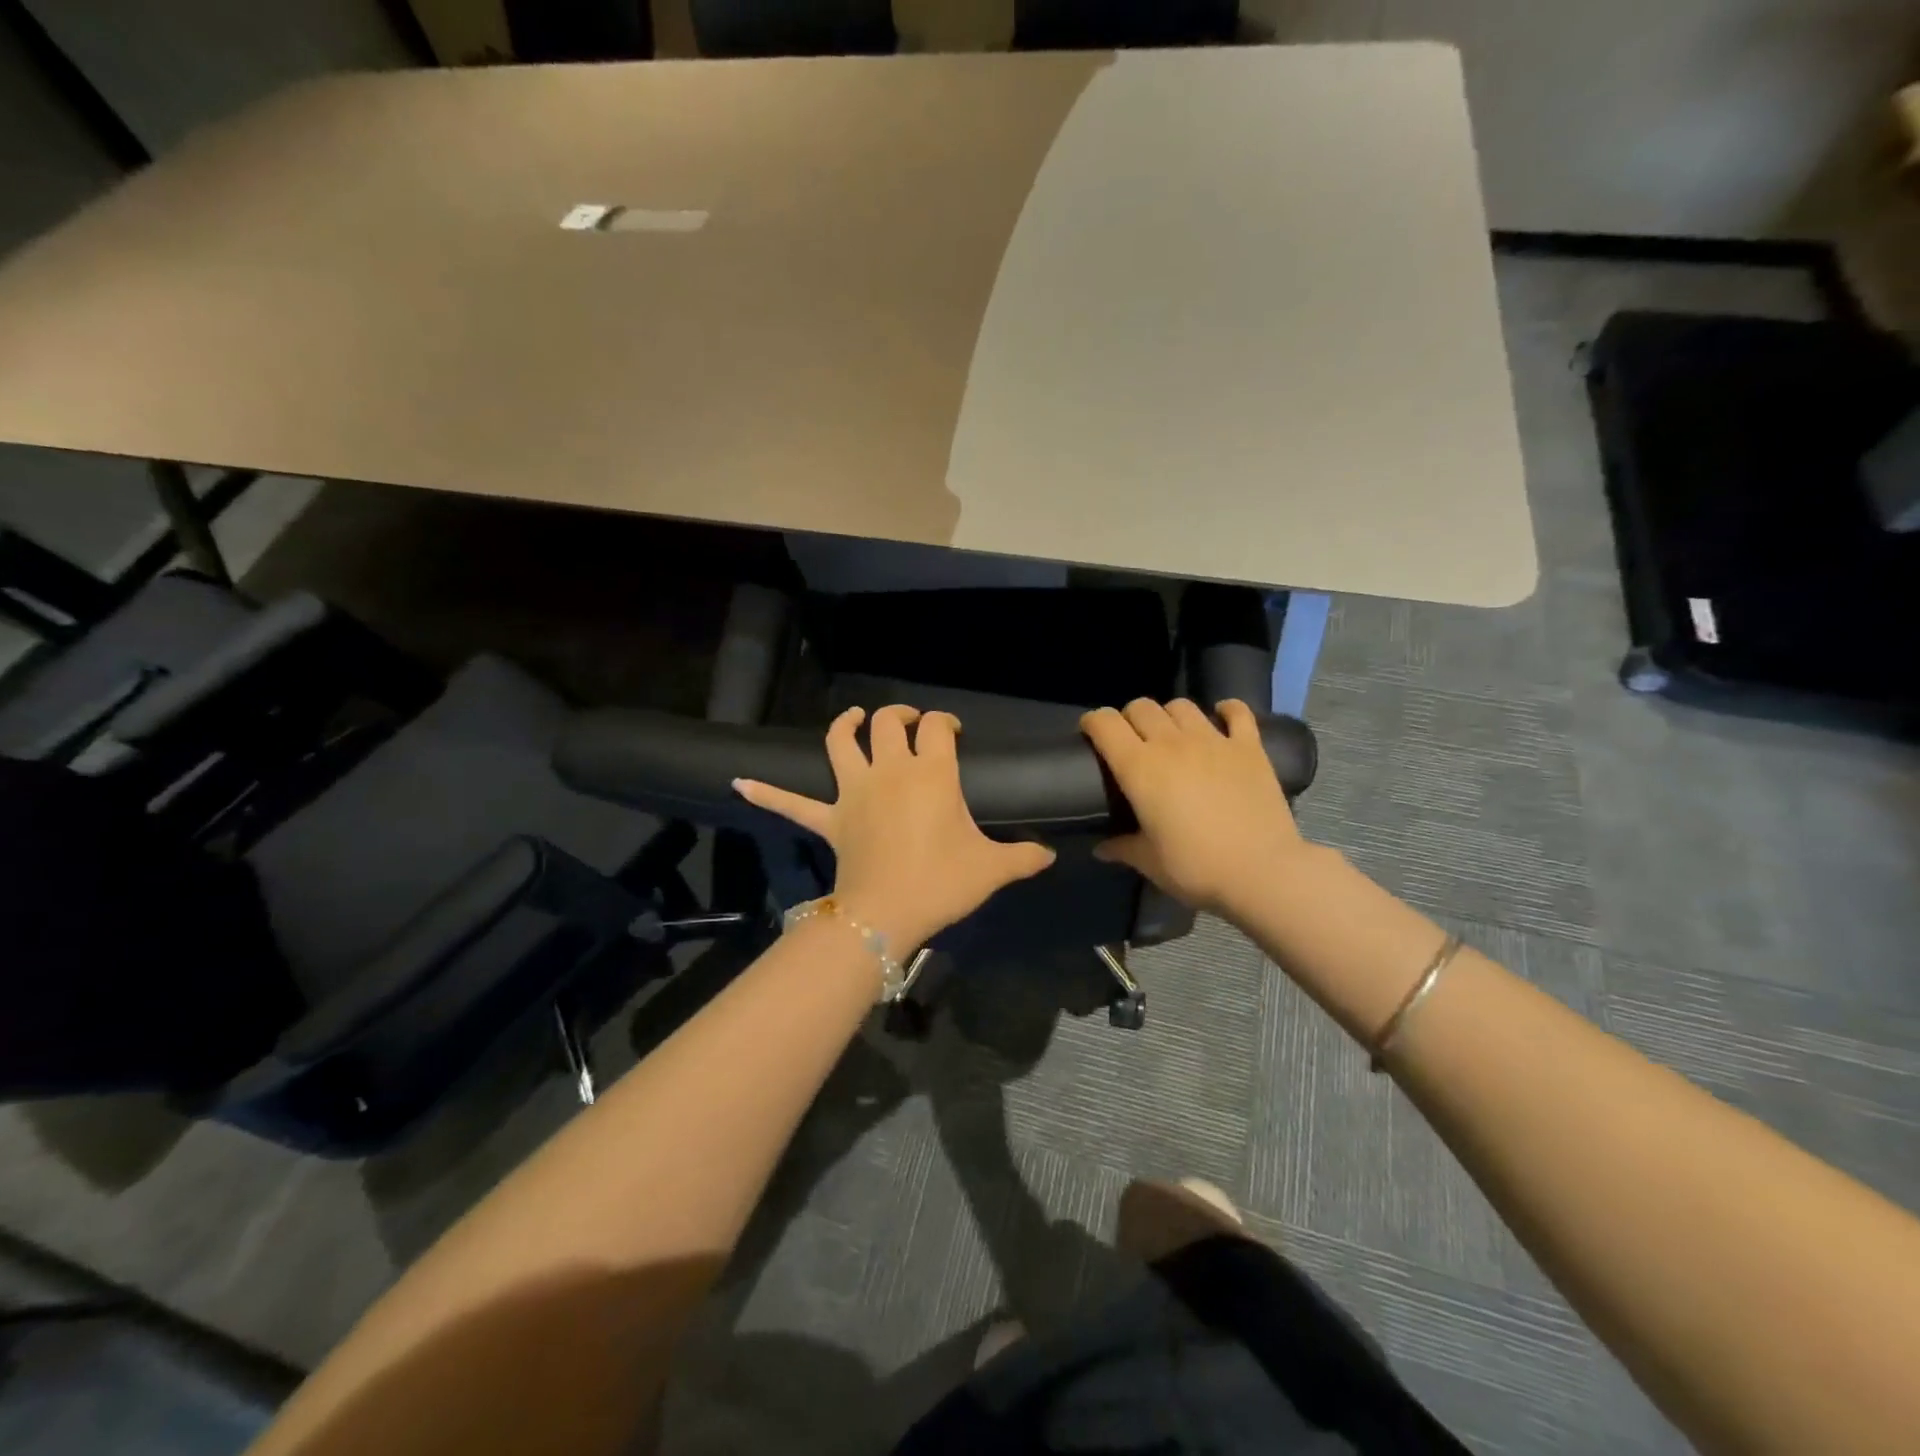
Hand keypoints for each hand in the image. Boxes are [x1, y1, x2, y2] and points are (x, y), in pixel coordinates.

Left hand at [733, 705, 1055, 951]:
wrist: (887, 914)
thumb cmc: (942, 883)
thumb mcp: (992, 869)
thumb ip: (1024, 857)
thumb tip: (1050, 855)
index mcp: (930, 774)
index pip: (937, 729)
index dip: (945, 723)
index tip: (952, 733)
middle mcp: (889, 771)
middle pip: (887, 724)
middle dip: (900, 716)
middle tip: (910, 724)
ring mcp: (854, 793)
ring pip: (840, 744)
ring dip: (844, 725)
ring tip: (851, 717)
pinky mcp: (829, 819)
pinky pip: (793, 803)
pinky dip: (767, 791)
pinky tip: (738, 782)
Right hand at [1081, 698, 1306, 916]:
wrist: (1262, 872)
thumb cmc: (1196, 868)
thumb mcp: (1150, 862)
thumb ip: (1122, 848)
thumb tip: (1101, 848)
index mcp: (1139, 768)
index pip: (1105, 723)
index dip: (1092, 722)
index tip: (1090, 735)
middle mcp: (1172, 743)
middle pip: (1141, 707)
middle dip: (1130, 718)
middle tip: (1133, 742)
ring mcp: (1213, 740)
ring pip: (1181, 705)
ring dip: (1170, 716)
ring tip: (1173, 735)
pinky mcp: (1248, 747)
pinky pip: (1236, 711)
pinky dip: (1226, 710)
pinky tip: (1221, 719)